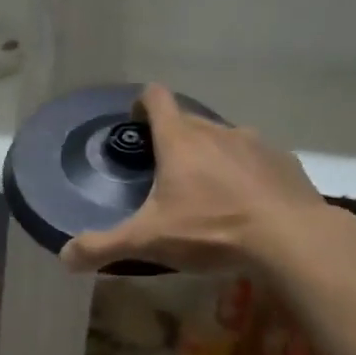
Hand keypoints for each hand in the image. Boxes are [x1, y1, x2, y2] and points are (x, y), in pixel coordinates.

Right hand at [61, 84, 327, 273]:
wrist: (291, 239)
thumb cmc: (211, 231)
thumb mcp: (149, 242)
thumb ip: (103, 247)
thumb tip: (64, 257)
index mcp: (180, 140)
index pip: (156, 97)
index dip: (141, 104)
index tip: (135, 125)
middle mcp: (216, 131)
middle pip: (188, 119)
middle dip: (173, 138)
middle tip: (164, 173)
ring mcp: (255, 143)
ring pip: (224, 138)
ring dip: (211, 155)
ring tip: (208, 193)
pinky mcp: (284, 162)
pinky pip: (256, 158)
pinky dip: (246, 173)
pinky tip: (247, 204)